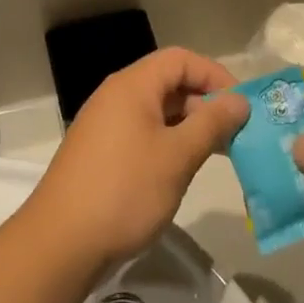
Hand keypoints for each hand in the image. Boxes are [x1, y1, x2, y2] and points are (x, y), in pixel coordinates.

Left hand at [25, 48, 247, 272]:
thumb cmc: (125, 190)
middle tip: (235, 134)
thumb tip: (239, 100)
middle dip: (205, 102)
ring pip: (157, 110)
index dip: (215, 75)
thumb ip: (211, 124)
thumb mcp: (177, 156)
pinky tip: (182, 170)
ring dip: (188, 125)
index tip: (242, 105)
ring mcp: (105, 124)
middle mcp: (116, 96)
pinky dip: (168, 142)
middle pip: (168, 82)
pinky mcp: (101, 152)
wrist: (61, 243)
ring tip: (217, 153)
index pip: (181, 59)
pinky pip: (142, 132)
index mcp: (132, 86)